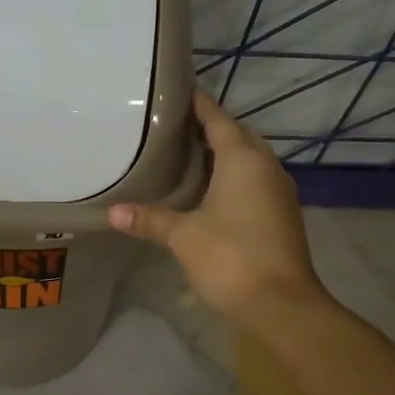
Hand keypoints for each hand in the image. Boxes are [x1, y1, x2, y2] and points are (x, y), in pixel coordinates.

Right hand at [109, 90, 325, 326]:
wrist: (280, 303)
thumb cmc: (230, 257)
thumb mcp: (183, 236)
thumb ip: (149, 219)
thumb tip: (112, 212)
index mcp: (243, 159)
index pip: (218, 119)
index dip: (199, 104)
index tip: (178, 91)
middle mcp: (266, 166)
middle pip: (238, 135)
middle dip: (212, 127)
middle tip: (176, 126)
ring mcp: (278, 191)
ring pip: (250, 159)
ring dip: (226, 152)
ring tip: (190, 154)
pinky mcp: (282, 214)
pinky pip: (255, 180)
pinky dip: (235, 176)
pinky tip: (212, 189)